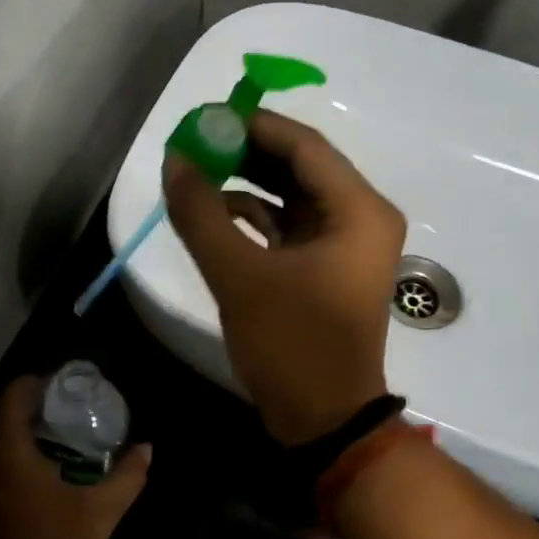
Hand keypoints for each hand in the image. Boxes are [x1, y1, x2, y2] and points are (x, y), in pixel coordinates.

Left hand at [0, 377, 150, 538]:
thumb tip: (147, 448)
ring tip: (47, 442)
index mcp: (7, 454)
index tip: (56, 384)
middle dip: (24, 410)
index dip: (32, 384)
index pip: (11, 399)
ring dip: (12, 439)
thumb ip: (127, 476)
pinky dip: (3, 465)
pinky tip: (30, 480)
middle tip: (57, 411)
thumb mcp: (101, 512)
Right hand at [163, 109, 405, 445]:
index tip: (203, 117)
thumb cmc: (292, 345)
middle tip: (194, 142)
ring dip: (248, 183)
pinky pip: (291, 226)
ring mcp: (347, 245)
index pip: (304, 146)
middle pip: (301, 165)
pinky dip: (256, 217)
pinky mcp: (328, 268)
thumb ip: (202, 213)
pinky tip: (216, 214)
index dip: (251, 126)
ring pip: (294, 195)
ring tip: (197, 172)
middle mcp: (362, 218)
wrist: (324, 420)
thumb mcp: (239, 277)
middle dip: (246, 152)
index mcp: (359, 211)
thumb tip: (176, 159)